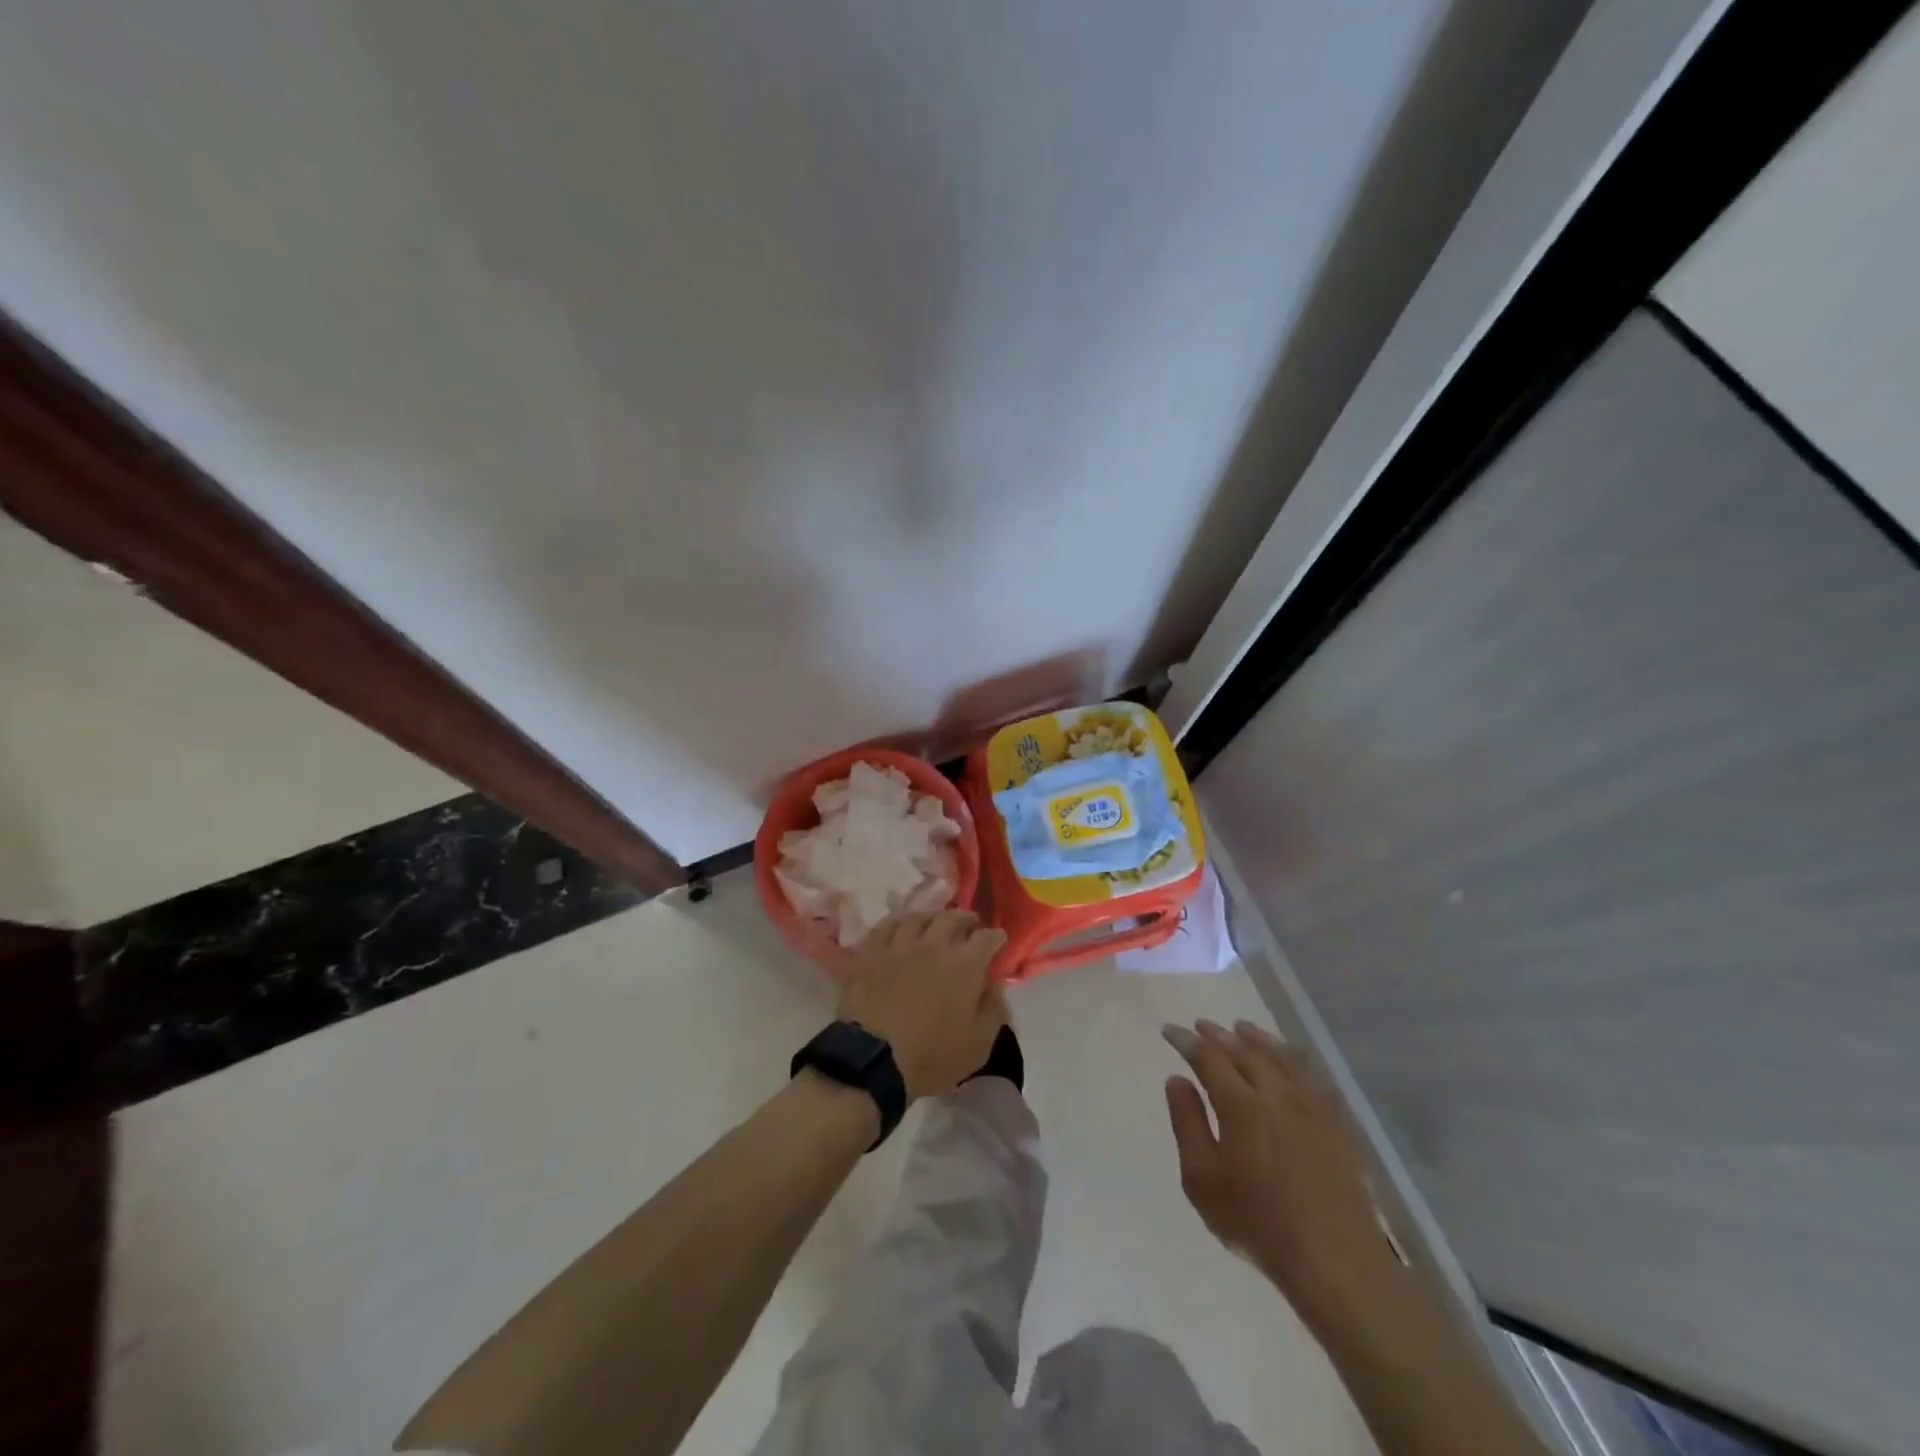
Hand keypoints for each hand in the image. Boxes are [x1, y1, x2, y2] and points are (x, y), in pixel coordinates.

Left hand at [838, 911, 1007, 1099]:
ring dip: (931, 917)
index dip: (996, 937)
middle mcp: (933, 945)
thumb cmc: (931, 1057)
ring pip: (917, 917)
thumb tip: (994, 986)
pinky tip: (899, 928)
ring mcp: (898, 945)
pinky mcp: (870, 952)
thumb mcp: (978, 1045)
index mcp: (964, 966)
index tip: (998, 940)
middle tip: (969, 924)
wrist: (872, 1060)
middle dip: (965, 919)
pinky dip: (897, 923)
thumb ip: (993, 1010)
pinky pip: (885, 926)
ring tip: (934, 923)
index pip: (987, 938)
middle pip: (952, 918)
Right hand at [1163, 1019, 1402, 1334]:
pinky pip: (1314, 1078)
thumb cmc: (1258, 1223)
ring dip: (1259, 1039)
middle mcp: (1277, 1094)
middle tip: (1203, 1025)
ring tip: (1243, 1029)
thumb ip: (1187, 1124)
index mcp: (1240, 1105)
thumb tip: (1176, 1079)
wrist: (1337, 1262)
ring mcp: (1313, 1107)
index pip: (1208, 1058)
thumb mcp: (1202, 1180)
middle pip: (1246, 1051)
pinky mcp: (1340, 1125)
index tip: (1170, 1030)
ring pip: (1283, 1057)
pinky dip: (1296, 1060)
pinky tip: (1291, 1063)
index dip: (1187, 1041)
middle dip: (1220, 1035)